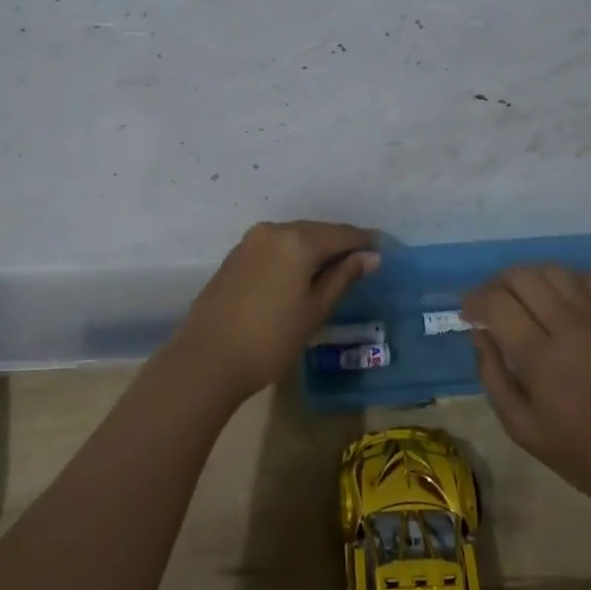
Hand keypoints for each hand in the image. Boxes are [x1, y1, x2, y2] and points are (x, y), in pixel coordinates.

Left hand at [170, 220, 379, 401]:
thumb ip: (343, 277)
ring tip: (333, 270)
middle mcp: (274, 230)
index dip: (365, 242)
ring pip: (294, 237)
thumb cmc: (271, 339)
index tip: (383, 252)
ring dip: (314, 249)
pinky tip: (299, 275)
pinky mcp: (235, 256)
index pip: (342, 233)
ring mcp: (250, 241)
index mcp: (298, 240)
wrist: (207, 359)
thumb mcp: (315, 310)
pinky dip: (292, 255)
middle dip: (340, 244)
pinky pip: (274, 247)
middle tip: (361, 262)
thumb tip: (371, 256)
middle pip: (317, 231)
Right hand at [464, 266, 590, 529]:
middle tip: (491, 306)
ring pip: (555, 270)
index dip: (474, 301)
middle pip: (523, 275)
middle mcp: (569, 325)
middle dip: (497, 284)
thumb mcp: (521, 427)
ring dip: (531, 278)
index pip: (496, 302)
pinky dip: (569, 280)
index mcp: (540, 355)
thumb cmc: (580, 452)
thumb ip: (492, 376)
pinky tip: (562, 300)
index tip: (467, 314)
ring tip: (523, 299)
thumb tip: (480, 335)